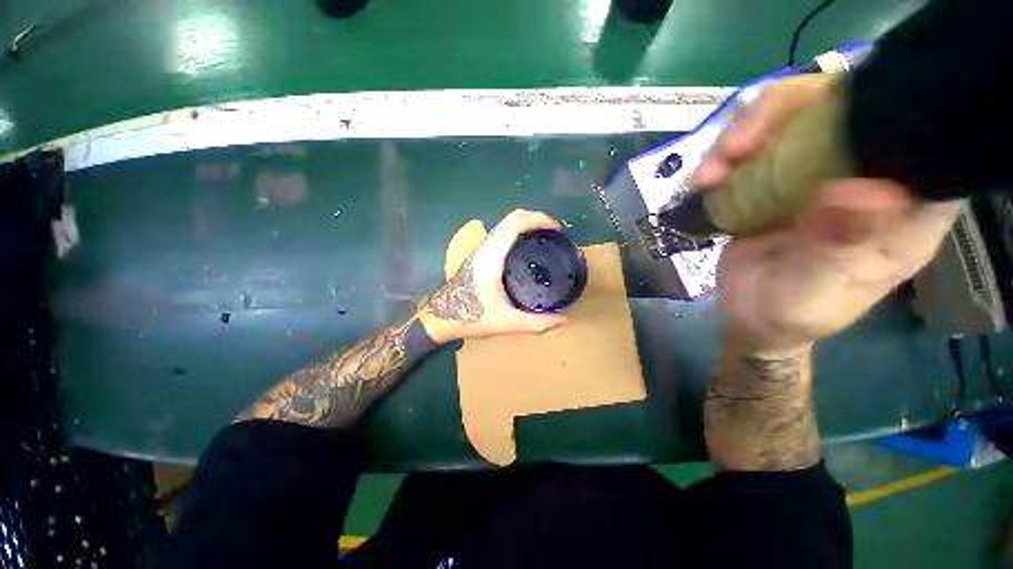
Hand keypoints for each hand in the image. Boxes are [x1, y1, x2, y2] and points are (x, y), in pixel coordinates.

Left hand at [418, 209, 568, 342]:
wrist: (441, 318)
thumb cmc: (471, 317)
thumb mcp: (507, 323)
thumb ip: (537, 323)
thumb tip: (564, 319)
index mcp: (491, 256)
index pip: (515, 223)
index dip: (539, 219)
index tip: (558, 229)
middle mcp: (485, 246)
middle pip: (512, 218)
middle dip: (536, 218)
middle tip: (555, 233)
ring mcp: (480, 248)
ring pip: (505, 224)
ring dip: (526, 224)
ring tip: (545, 237)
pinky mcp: (479, 254)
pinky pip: (502, 233)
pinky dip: (518, 232)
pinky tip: (526, 248)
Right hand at [695, 77, 959, 353]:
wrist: (752, 316)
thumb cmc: (798, 310)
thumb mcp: (823, 287)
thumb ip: (844, 245)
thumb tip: (862, 191)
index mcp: (904, 204)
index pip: (917, 134)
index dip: (881, 106)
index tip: (828, 113)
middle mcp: (866, 174)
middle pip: (843, 109)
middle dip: (786, 113)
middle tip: (738, 145)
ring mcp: (817, 173)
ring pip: (791, 120)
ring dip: (744, 134)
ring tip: (710, 171)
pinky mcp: (776, 181)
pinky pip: (755, 149)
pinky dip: (724, 157)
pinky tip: (704, 180)